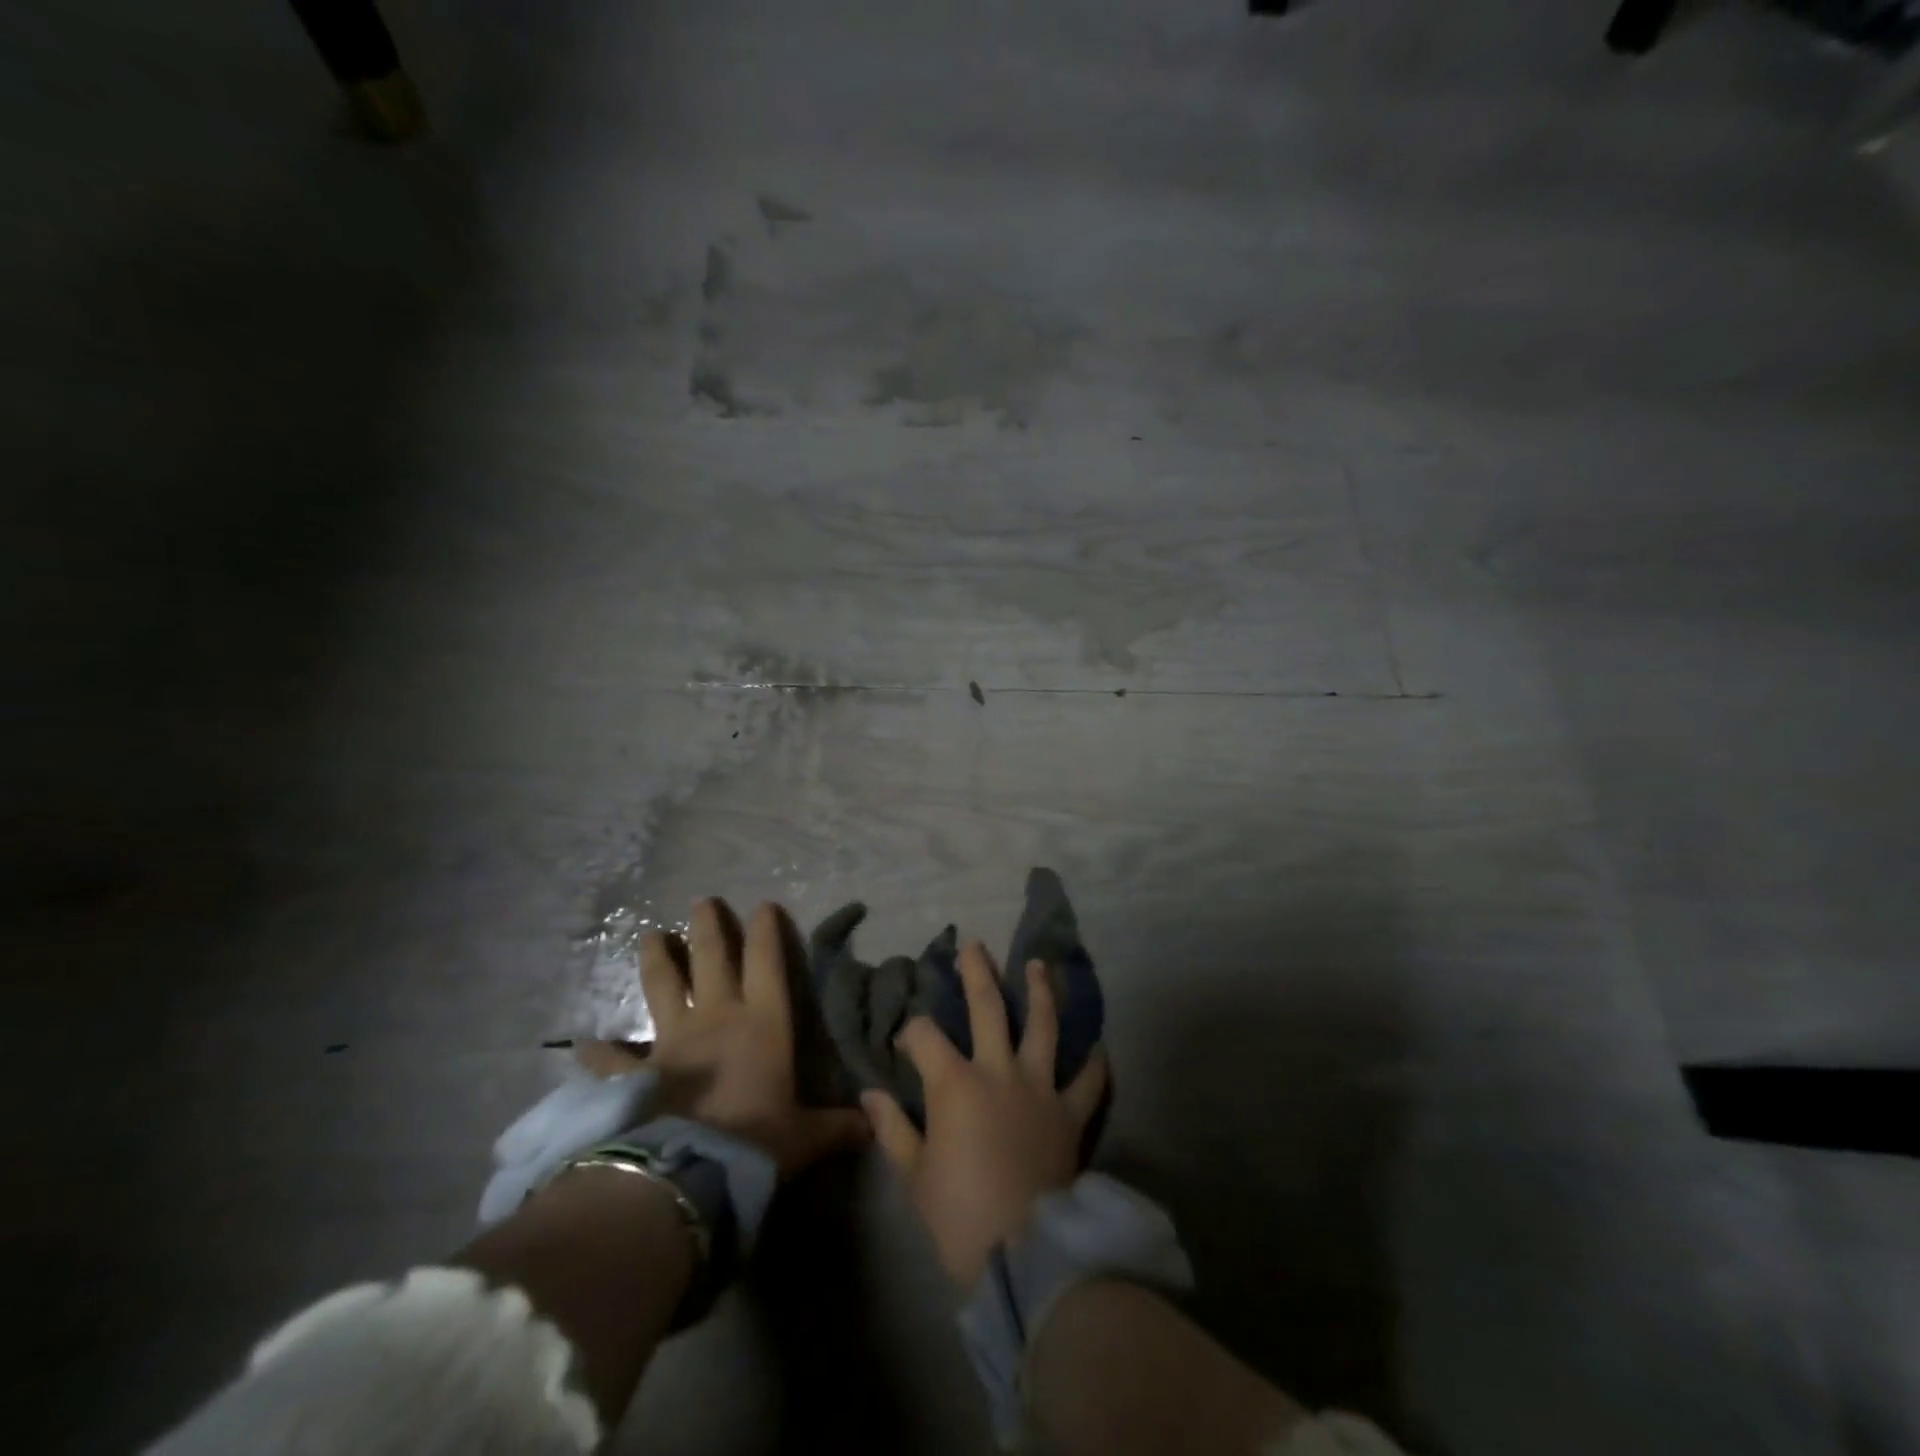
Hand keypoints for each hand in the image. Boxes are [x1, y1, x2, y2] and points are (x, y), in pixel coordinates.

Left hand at [578, 898, 867, 1177]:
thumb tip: (872, 1126)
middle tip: (703, 901)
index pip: (767, 962)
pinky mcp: (636, 1072)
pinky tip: (582, 1043)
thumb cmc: (757, 1142)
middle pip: (712, 958)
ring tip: (649, 934)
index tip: (764, 904)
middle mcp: (717, 1017)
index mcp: (762, 1022)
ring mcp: (672, 1040)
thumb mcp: (805, 1136)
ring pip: (663, 985)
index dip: (767, 931)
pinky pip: (612, 1058)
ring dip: (657, 959)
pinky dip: (598, 1051)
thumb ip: (835, 1127)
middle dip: (709, 927)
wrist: (689, 1171)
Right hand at [863, 940, 1109, 1290]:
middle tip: (975, 946)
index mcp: (956, 1082)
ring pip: (1044, 1025)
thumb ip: (892, 1127)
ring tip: (1038, 966)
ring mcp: (1041, 1087)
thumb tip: (869, 1094)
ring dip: (1040, 991)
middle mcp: (999, 1070)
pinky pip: (1088, 1081)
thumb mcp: (914, 1173)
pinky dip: (1094, 1063)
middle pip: (988, 1007)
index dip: (911, 1032)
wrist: (1023, 1252)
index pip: (925, 1036)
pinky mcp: (1071, 1113)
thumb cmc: (959, 1214)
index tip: (905, 1042)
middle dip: (978, 973)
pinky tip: (1097, 1044)